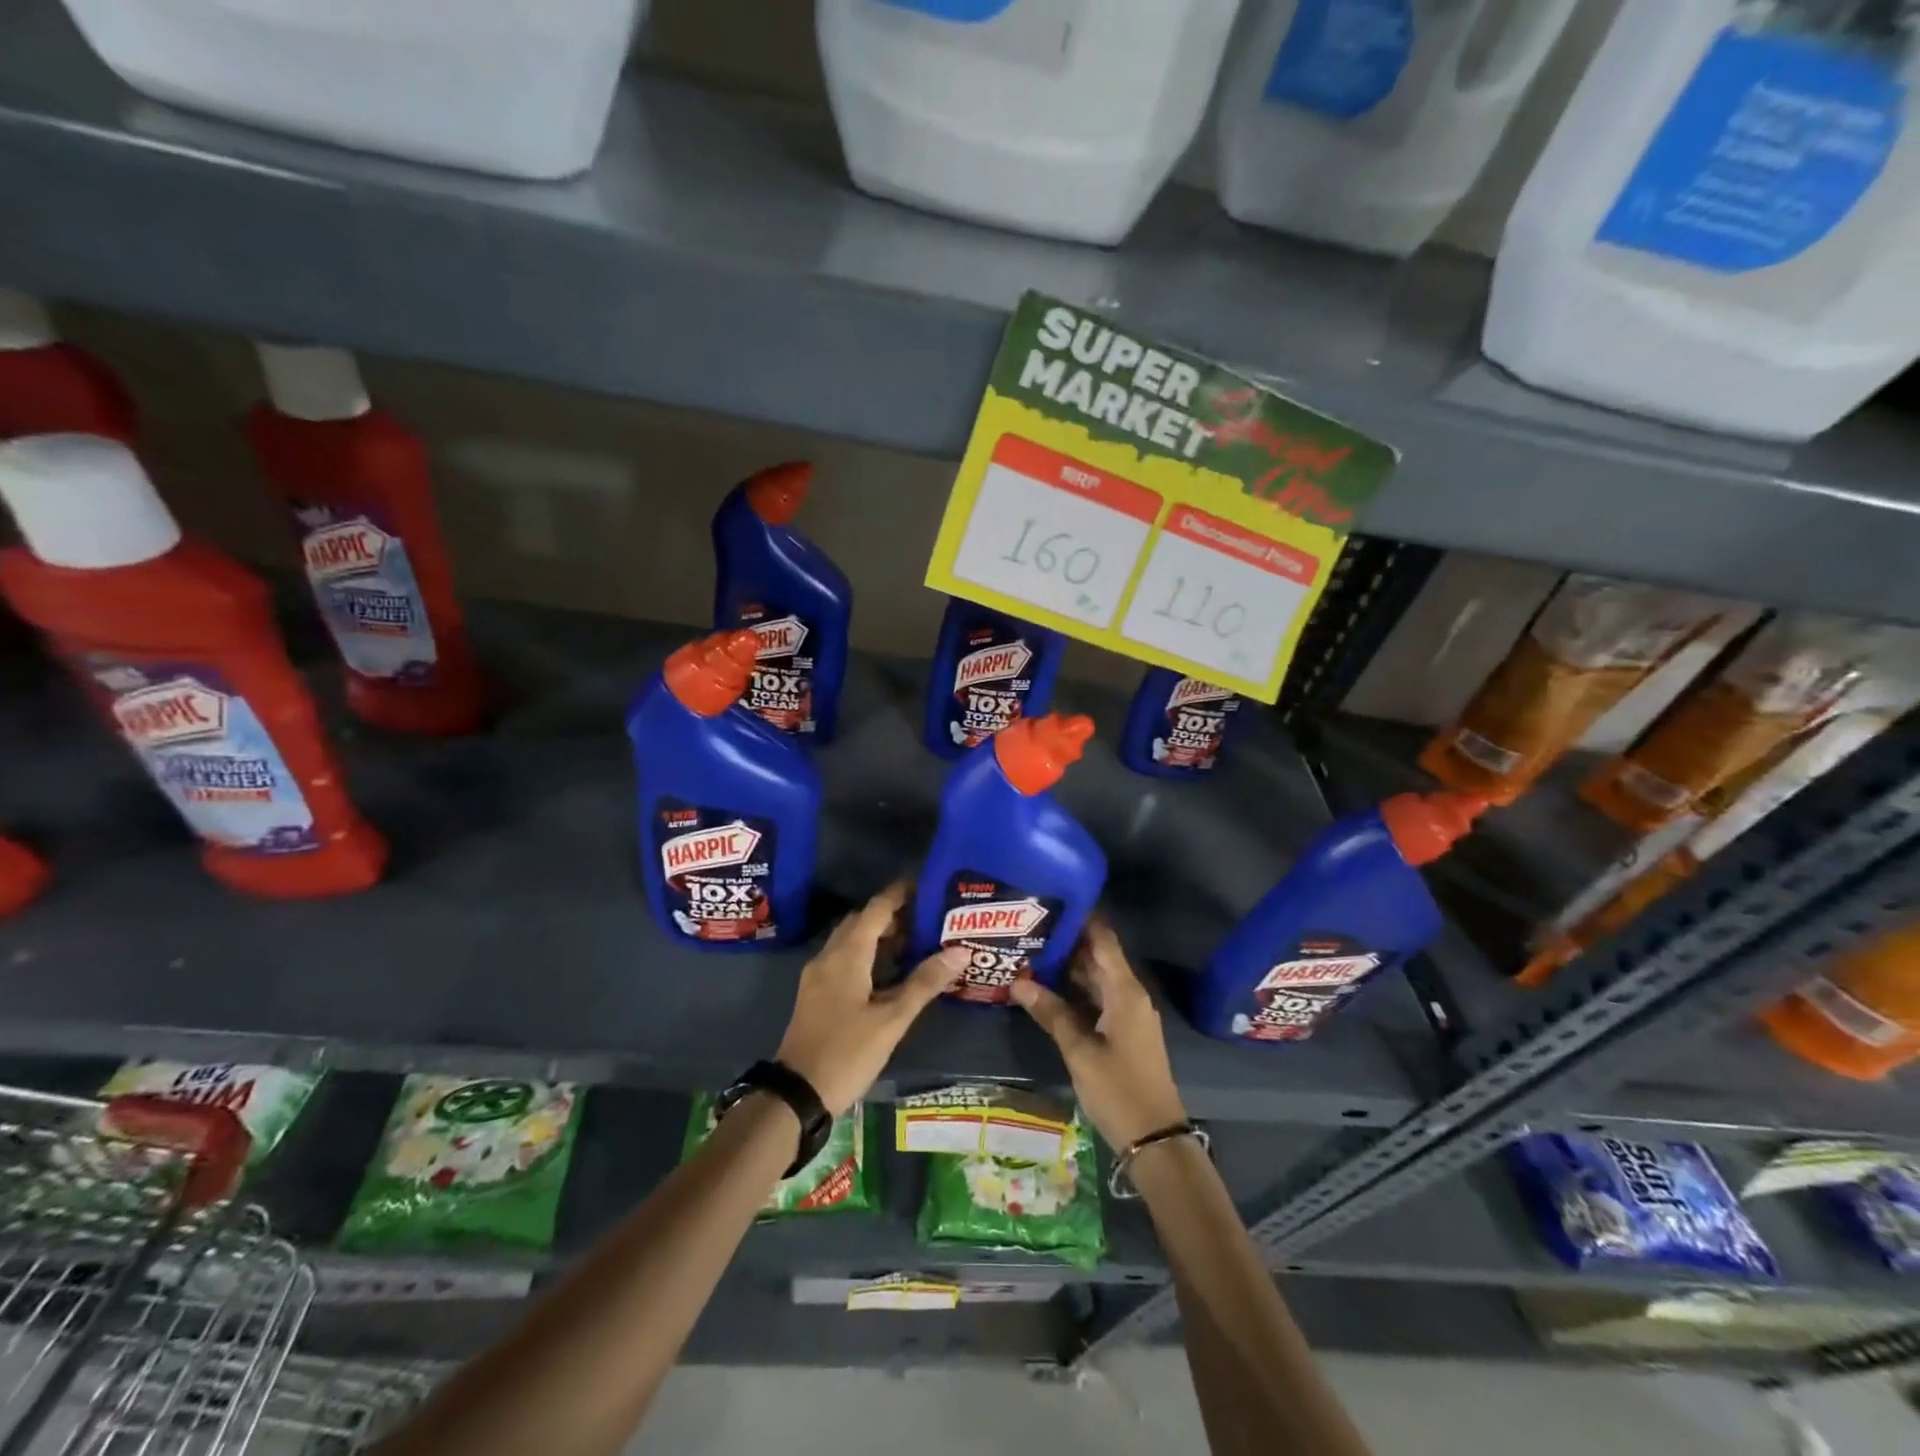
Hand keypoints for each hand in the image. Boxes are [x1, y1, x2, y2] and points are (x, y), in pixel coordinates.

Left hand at [776, 880, 966, 1115]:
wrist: (796, 1094)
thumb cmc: (847, 1052)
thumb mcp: (892, 1019)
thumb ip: (925, 983)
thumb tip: (960, 951)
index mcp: (847, 954)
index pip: (876, 908)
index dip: (900, 893)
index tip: (927, 885)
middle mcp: (829, 956)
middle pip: (862, 921)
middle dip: (893, 914)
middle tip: (928, 916)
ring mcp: (819, 975)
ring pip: (852, 940)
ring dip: (880, 935)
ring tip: (917, 940)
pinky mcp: (816, 994)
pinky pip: (844, 958)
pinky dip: (868, 954)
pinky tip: (890, 971)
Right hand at [1010, 914, 1187, 1149]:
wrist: (1154, 1138)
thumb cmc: (1118, 1089)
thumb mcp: (1079, 1051)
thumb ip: (1051, 1013)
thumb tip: (1018, 982)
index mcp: (1124, 990)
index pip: (1103, 939)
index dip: (1082, 918)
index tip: (1052, 900)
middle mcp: (1129, 994)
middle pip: (1098, 956)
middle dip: (1067, 941)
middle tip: (1029, 926)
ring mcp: (1127, 1013)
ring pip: (1096, 978)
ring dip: (1068, 966)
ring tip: (1031, 951)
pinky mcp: (1123, 1030)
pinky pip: (1097, 998)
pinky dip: (1075, 990)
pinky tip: (1047, 988)